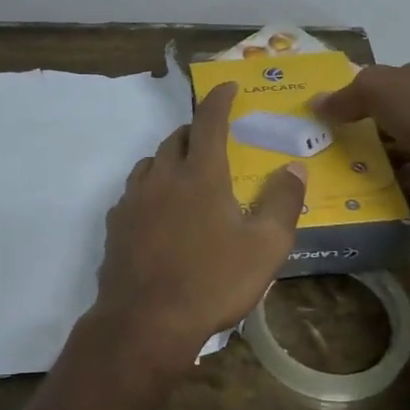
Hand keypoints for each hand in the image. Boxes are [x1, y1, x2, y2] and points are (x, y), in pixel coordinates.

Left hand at [91, 82, 306, 367]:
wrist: (146, 322)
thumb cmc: (213, 282)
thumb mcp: (265, 247)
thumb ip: (283, 202)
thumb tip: (294, 168)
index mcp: (200, 175)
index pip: (209, 121)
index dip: (220, 99)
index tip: (227, 87)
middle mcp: (162, 177)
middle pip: (175, 138)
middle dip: (195, 130)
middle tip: (213, 140)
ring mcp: (133, 200)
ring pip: (150, 163)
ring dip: (170, 158)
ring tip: (187, 174)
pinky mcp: (116, 224)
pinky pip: (134, 192)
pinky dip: (151, 188)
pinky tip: (159, 211)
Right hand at [313, 49, 409, 216]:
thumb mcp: (377, 88)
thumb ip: (345, 95)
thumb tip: (315, 104)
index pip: (400, 73)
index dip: (371, 87)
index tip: (342, 105)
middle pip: (399, 108)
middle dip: (369, 122)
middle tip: (334, 135)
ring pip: (403, 141)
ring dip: (377, 151)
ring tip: (339, 160)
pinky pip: (409, 171)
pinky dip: (389, 175)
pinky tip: (362, 181)